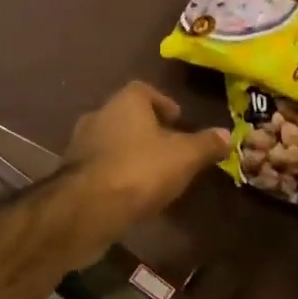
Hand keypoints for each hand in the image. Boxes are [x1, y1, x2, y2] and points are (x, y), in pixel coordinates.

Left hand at [63, 82, 230, 245]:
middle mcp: (98, 115)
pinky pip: (99, 166)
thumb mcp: (184, 157)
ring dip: (129, 152)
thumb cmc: (140, 170)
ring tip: (151, 172)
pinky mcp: (70, 173)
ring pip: (111, 141)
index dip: (163, 103)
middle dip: (146, 129)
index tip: (178, 120)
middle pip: (126, 115)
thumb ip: (206, 144)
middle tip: (168, 148)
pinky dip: (114, 173)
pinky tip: (129, 191)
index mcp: (125, 102)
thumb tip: (227, 134)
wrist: (87, 208)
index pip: (144, 90)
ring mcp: (80, 143)